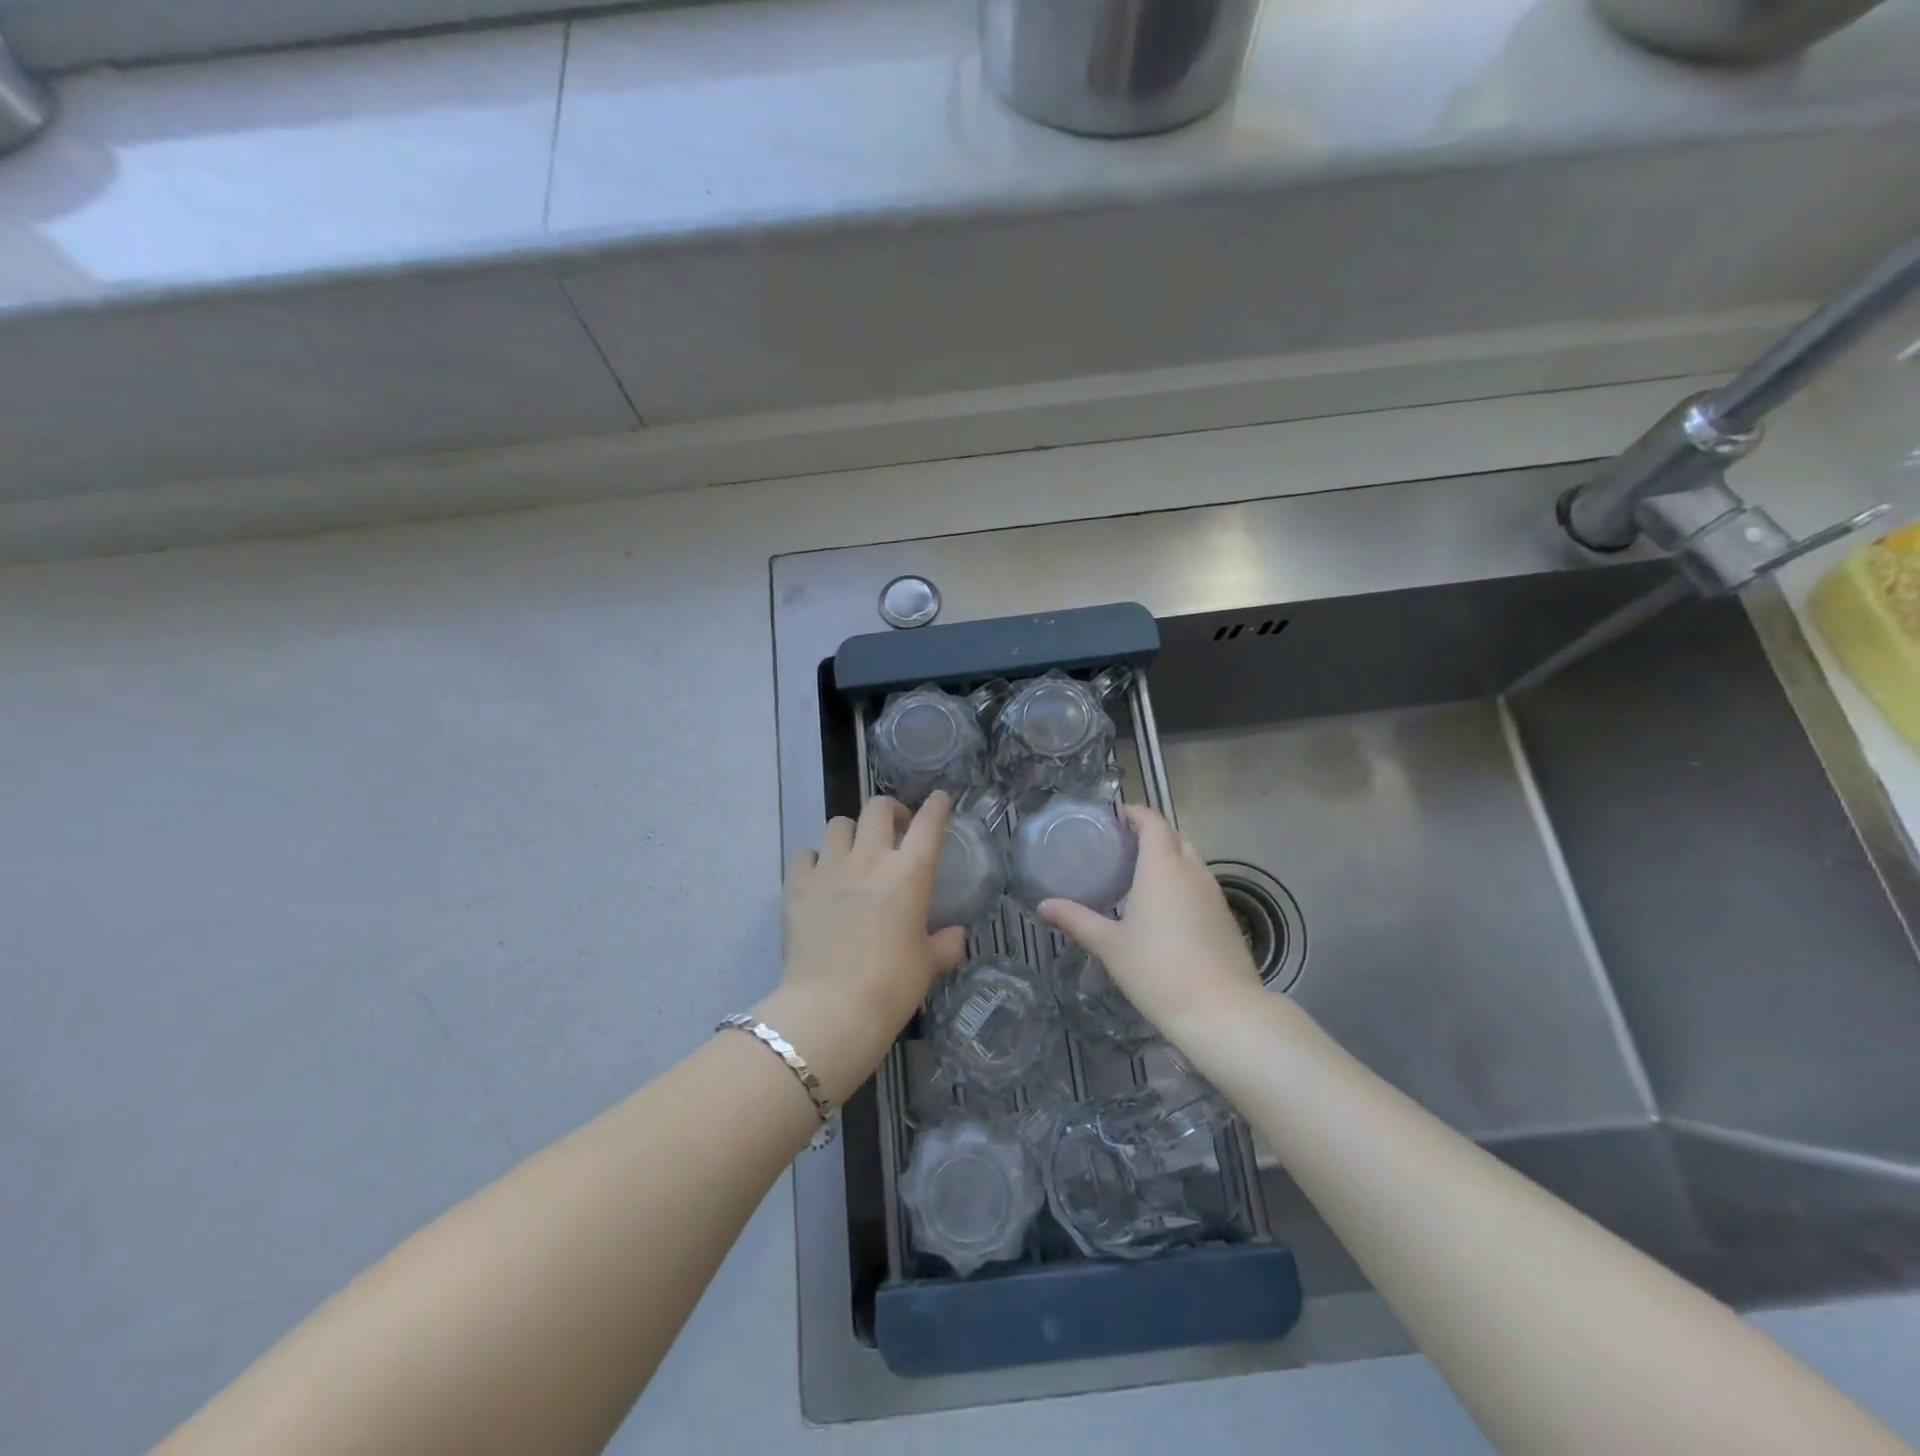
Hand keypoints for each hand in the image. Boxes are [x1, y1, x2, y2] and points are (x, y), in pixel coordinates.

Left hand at [759, 792, 968, 1103]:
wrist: (832, 1008)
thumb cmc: (891, 985)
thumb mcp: (927, 965)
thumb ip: (944, 945)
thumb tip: (955, 936)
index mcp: (908, 873)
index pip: (928, 824)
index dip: (936, 806)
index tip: (940, 798)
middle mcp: (869, 859)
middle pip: (878, 808)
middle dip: (890, 810)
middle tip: (896, 827)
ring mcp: (829, 869)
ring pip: (839, 824)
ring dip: (851, 832)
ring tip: (855, 850)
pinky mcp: (797, 886)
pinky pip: (805, 855)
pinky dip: (815, 859)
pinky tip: (820, 875)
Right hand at [1040, 804, 1260, 1040]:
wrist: (1220, 1011)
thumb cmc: (1157, 969)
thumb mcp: (1109, 944)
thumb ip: (1076, 919)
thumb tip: (1043, 906)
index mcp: (1163, 866)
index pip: (1153, 822)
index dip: (1135, 813)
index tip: (1115, 816)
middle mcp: (1192, 871)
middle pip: (1174, 837)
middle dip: (1151, 834)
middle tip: (1122, 845)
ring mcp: (1214, 894)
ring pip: (1191, 861)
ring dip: (1169, 858)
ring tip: (1140, 874)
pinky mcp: (1226, 918)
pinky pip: (1201, 885)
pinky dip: (1182, 882)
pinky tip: (1165, 908)